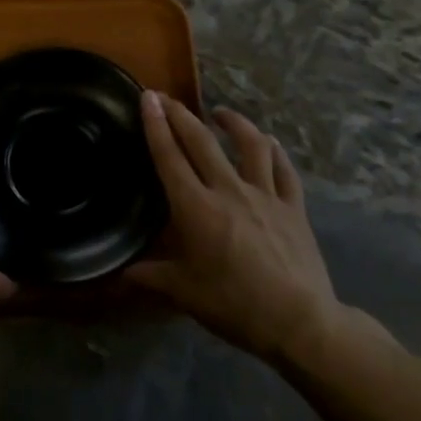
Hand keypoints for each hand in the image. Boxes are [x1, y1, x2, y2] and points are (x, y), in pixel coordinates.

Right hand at [129, 91, 344, 366]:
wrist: (299, 322)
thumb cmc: (234, 305)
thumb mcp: (183, 293)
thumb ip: (151, 276)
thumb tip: (121, 273)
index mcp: (195, 207)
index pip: (169, 156)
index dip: (155, 125)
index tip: (147, 97)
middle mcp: (228, 190)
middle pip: (202, 142)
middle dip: (181, 115)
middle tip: (167, 97)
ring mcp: (265, 196)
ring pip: (250, 145)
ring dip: (234, 123)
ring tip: (220, 112)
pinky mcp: (294, 208)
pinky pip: (285, 170)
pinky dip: (275, 151)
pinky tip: (270, 142)